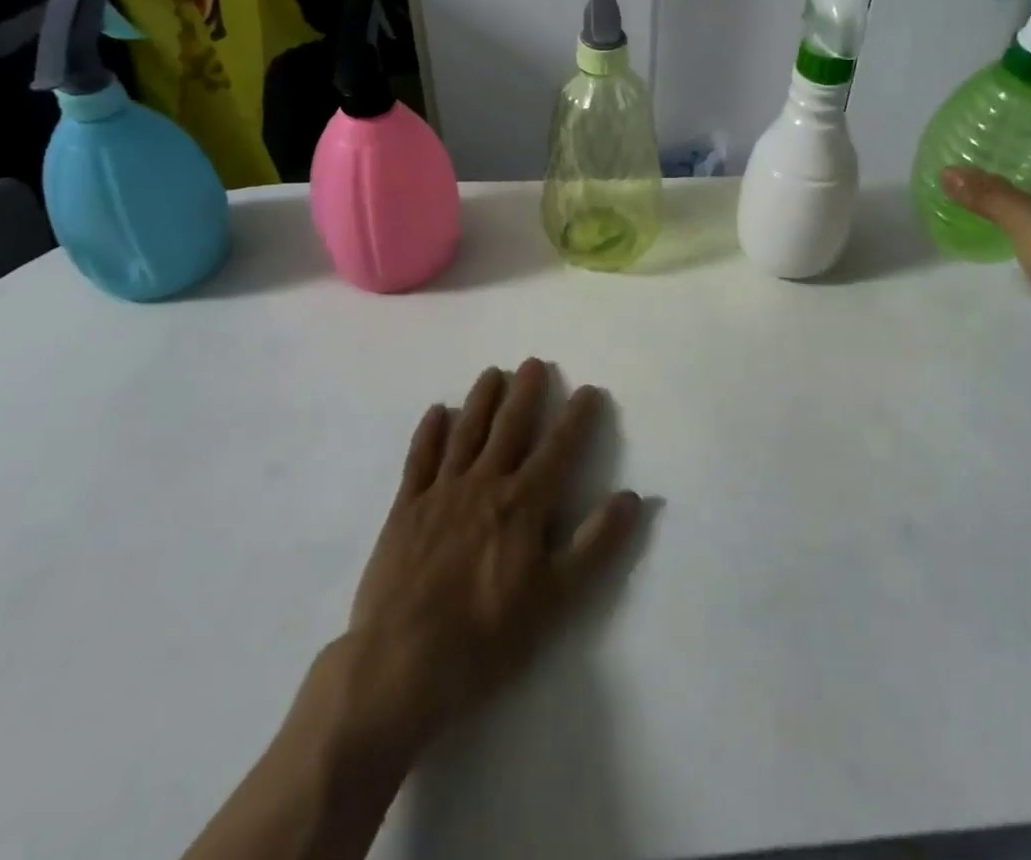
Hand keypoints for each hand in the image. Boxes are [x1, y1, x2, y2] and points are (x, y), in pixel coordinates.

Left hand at [327, 359, 642, 764]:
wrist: (398, 667)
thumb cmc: (485, 638)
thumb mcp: (555, 600)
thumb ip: (595, 545)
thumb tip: (632, 497)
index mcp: (523, 505)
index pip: (559, 449)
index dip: (577, 418)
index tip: (589, 390)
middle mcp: (485, 485)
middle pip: (509, 428)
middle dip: (525, 394)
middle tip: (534, 363)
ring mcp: (441, 493)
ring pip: (466, 433)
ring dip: (481, 400)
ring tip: (493, 373)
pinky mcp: (405, 510)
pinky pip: (419, 459)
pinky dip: (429, 432)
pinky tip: (437, 412)